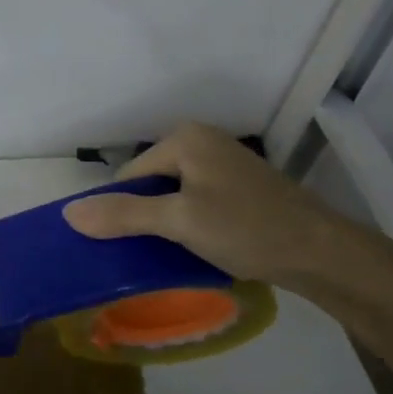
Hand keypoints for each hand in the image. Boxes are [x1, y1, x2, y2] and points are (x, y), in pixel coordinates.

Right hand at [62, 122, 369, 290]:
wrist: (324, 254)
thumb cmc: (247, 229)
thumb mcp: (179, 222)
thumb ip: (123, 215)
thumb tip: (68, 214)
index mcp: (184, 139)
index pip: (129, 176)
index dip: (122, 212)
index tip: (126, 248)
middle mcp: (202, 142)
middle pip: (150, 184)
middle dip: (146, 218)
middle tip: (151, 254)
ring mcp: (223, 164)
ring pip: (174, 196)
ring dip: (168, 225)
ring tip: (173, 255)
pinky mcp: (240, 187)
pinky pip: (196, 202)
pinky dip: (191, 225)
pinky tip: (199, 249)